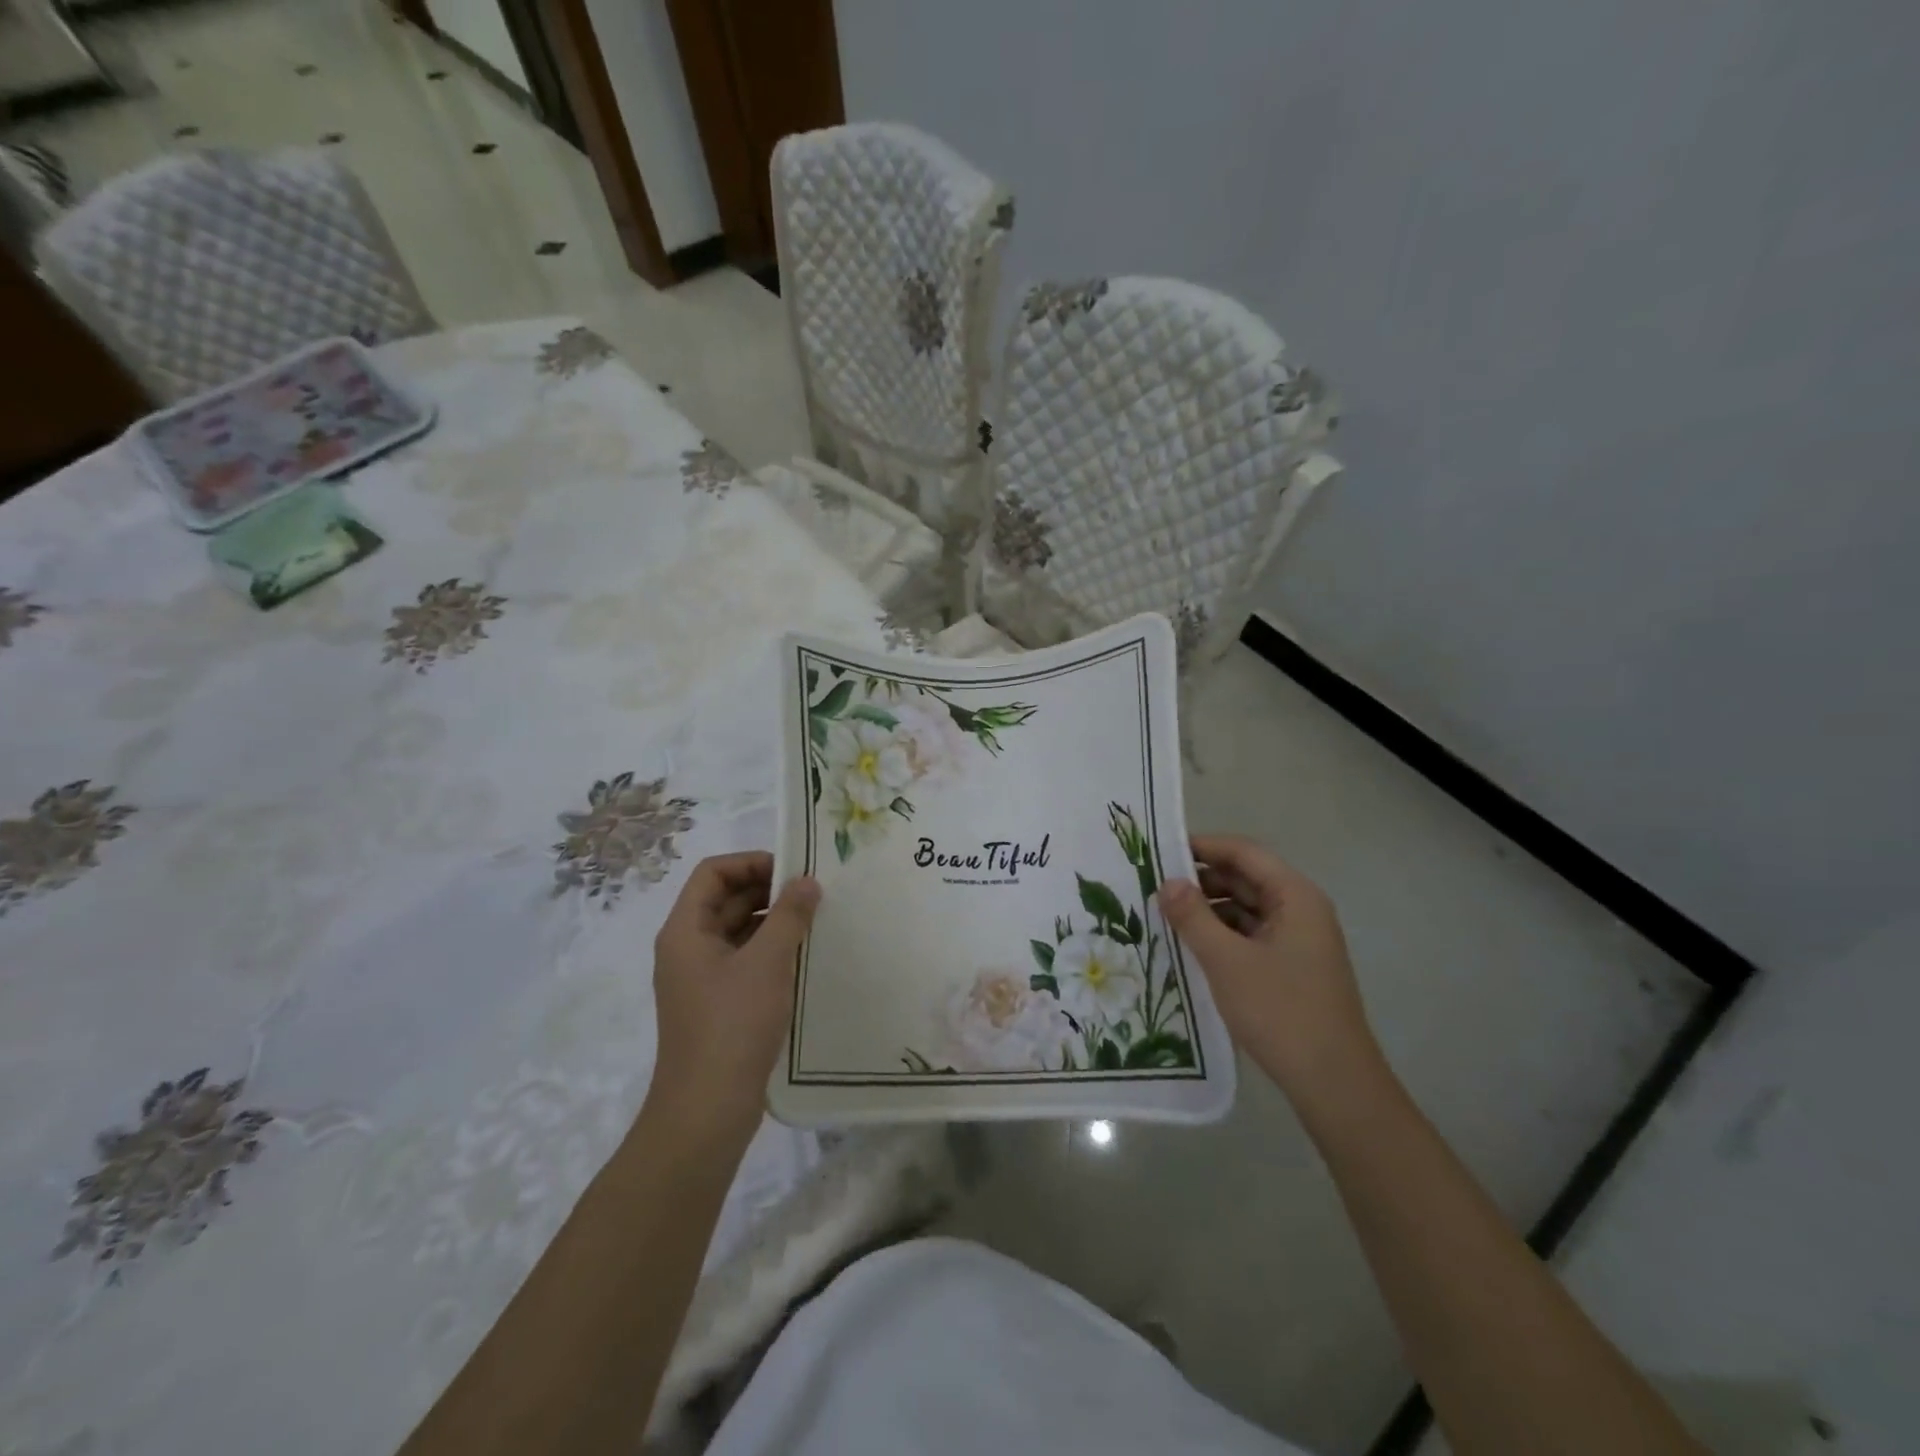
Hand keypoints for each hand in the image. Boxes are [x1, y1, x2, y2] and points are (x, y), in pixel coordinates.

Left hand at [650, 852, 819, 1138]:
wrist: (707, 1110)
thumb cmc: (733, 1024)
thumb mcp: (767, 962)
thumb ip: (789, 915)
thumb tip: (807, 881)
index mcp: (685, 930)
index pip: (713, 873)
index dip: (751, 862)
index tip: (793, 869)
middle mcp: (687, 948)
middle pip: (725, 899)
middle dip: (768, 890)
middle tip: (814, 892)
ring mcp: (701, 978)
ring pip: (738, 931)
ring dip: (773, 921)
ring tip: (816, 921)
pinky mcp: (717, 1003)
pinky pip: (744, 960)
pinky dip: (771, 951)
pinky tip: (804, 957)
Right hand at [1157, 835, 1381, 1102]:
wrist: (1334, 1084)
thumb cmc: (1281, 1012)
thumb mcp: (1226, 961)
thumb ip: (1193, 917)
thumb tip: (1166, 882)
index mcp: (1295, 897)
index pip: (1244, 852)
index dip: (1203, 846)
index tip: (1160, 849)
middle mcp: (1300, 910)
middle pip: (1246, 877)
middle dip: (1201, 879)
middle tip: (1153, 884)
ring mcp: (1298, 940)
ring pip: (1246, 907)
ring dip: (1208, 908)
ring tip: (1164, 914)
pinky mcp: (1291, 966)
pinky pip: (1250, 934)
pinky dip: (1221, 933)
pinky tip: (1190, 945)